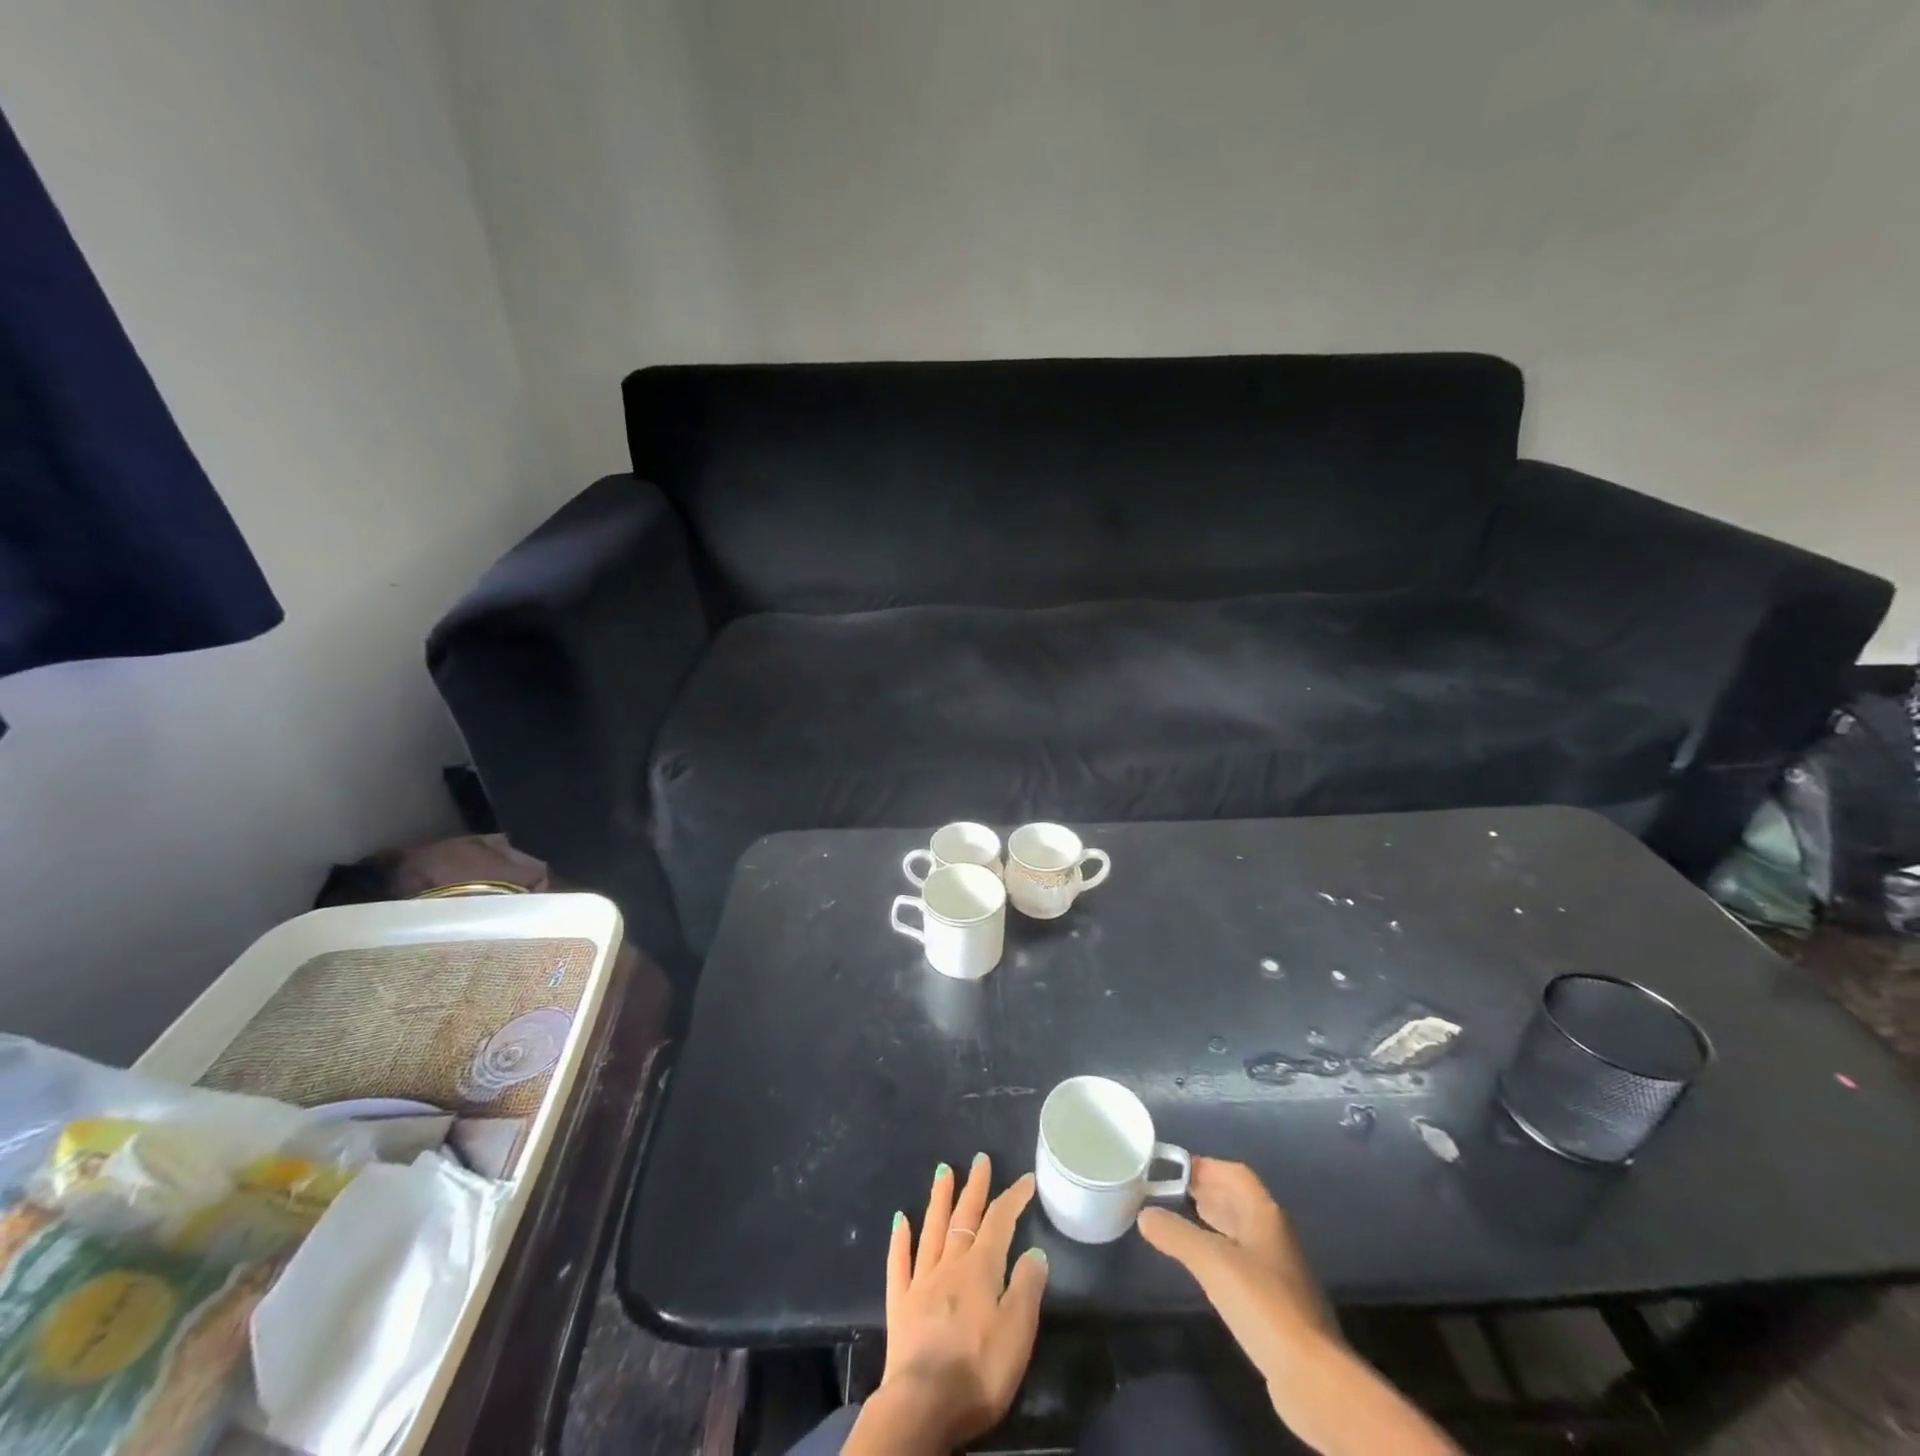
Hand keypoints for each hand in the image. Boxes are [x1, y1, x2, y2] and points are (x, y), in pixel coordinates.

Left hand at [845, 1155, 1048, 1453]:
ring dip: (939, 1199)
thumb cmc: (978, 1371)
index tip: (1026, 1180)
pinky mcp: (899, 1305)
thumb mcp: (1017, 1333)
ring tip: (943, 1171)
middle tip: (980, 1159)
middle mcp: (949, 1265)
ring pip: (931, 1230)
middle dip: (974, 1187)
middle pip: (964, 1218)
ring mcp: (921, 1282)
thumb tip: (1035, 1252)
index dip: (1013, 1198)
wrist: (922, 1406)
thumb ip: (1027, 1289)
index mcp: (980, 1269)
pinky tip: (899, 1220)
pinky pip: (899, 1264)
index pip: (1000, 1222)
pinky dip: (900, 1240)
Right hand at [1137, 1155, 1334, 1378]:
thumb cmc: (1263, 1304)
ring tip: (1179, 1219)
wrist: (1313, 1377)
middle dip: (1205, 1191)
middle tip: (1168, 1191)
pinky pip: (1242, 1260)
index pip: (1235, 1174)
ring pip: (1240, 1230)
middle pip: (1238, 1200)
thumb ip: (1176, 1234)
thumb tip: (1145, 1214)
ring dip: (1212, 1220)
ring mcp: (1278, 1269)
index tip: (1172, 1168)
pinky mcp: (1276, 1301)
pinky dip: (1219, 1250)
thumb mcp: (1212, 1263)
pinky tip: (1202, 1264)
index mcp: (1265, 1215)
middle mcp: (1274, 1234)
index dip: (1205, 1166)